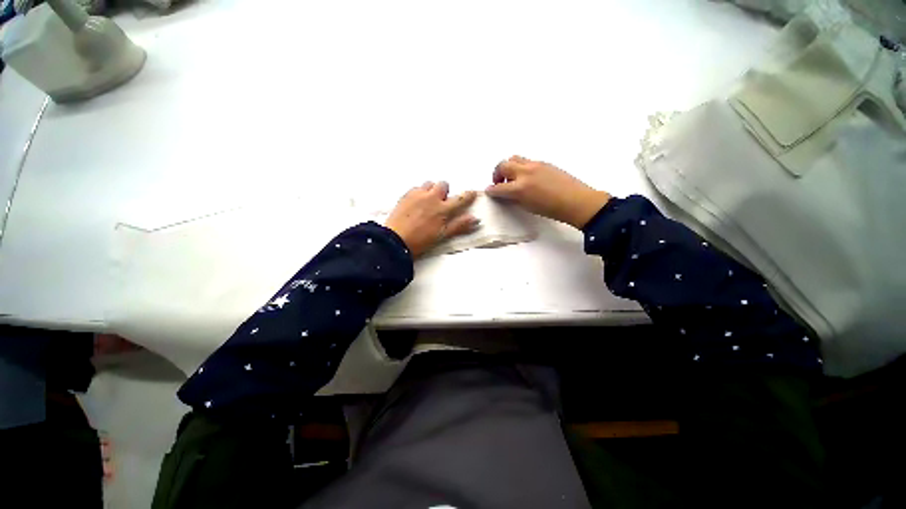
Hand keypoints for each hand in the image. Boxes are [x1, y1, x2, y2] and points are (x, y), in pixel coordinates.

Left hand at [385, 182, 478, 256]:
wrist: (396, 240)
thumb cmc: (420, 241)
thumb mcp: (442, 235)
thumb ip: (459, 226)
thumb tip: (474, 219)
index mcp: (443, 209)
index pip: (461, 199)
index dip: (468, 195)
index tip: (472, 193)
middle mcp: (432, 198)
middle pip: (443, 184)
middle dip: (444, 191)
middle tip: (441, 202)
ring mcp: (418, 194)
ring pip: (429, 184)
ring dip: (431, 190)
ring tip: (428, 201)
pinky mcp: (406, 195)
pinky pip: (416, 188)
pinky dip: (419, 193)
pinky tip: (416, 203)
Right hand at [486, 156, 610, 228]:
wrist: (575, 201)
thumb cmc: (551, 209)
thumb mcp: (527, 206)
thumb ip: (513, 198)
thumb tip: (505, 193)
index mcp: (519, 188)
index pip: (498, 187)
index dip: (491, 190)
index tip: (489, 191)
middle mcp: (524, 172)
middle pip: (503, 165)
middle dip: (497, 174)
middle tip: (499, 182)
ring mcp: (535, 165)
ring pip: (514, 158)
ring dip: (508, 166)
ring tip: (512, 177)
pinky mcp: (544, 162)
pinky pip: (526, 161)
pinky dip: (520, 167)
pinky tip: (526, 177)